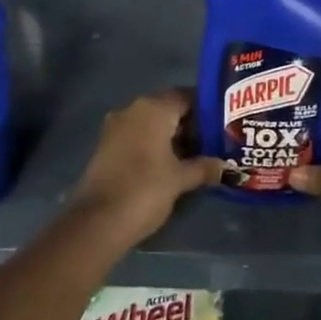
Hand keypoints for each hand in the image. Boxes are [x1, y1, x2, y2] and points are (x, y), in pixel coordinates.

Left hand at [71, 90, 222, 245]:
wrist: (96, 223)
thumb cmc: (145, 190)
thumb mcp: (180, 179)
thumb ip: (204, 167)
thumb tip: (224, 165)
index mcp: (154, 108)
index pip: (187, 96)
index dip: (207, 109)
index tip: (223, 125)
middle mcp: (133, 109)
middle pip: (169, 108)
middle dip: (190, 125)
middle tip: (212, 143)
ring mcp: (116, 127)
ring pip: (152, 123)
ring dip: (172, 137)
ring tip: (194, 157)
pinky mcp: (106, 146)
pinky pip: (137, 136)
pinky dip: (154, 146)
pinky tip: (169, 166)